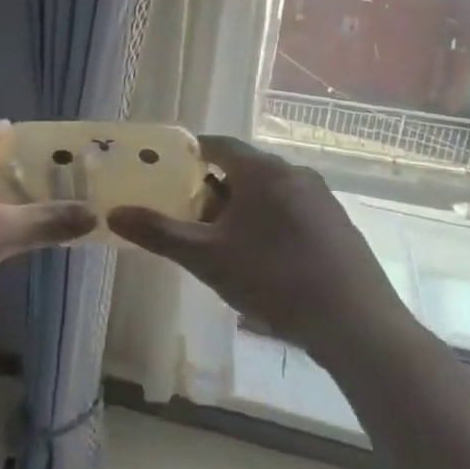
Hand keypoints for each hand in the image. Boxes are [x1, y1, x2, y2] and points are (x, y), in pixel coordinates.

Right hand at [108, 135, 401, 355]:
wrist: (355, 323)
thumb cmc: (274, 279)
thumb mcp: (208, 258)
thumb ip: (160, 233)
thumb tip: (114, 214)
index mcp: (262, 171)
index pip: (218, 145)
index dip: (191, 155)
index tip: (171, 174)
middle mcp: (294, 173)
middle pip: (245, 169)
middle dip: (216, 189)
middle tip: (193, 218)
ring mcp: (322, 198)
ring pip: (271, 192)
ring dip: (245, 209)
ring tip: (226, 244)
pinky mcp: (339, 225)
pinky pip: (295, 211)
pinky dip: (273, 223)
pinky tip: (267, 262)